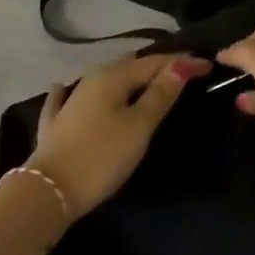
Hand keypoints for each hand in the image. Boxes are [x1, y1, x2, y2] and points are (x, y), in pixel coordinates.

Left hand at [26, 52, 210, 217]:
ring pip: (102, 79)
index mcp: (114, 77)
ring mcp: (69, 101)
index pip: (155, 62)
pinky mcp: (55, 124)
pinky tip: (64, 87)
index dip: (182, 62)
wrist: (46, 192)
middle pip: (128, 66)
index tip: (208, 65)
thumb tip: (182, 63)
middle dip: (154, 65)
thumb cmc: (101, 157)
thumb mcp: (139, 126)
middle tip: (179, 72)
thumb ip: (160, 94)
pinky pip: (66, 99)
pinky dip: (73, 91)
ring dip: (124, 76)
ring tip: (143, 80)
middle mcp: (91, 80)